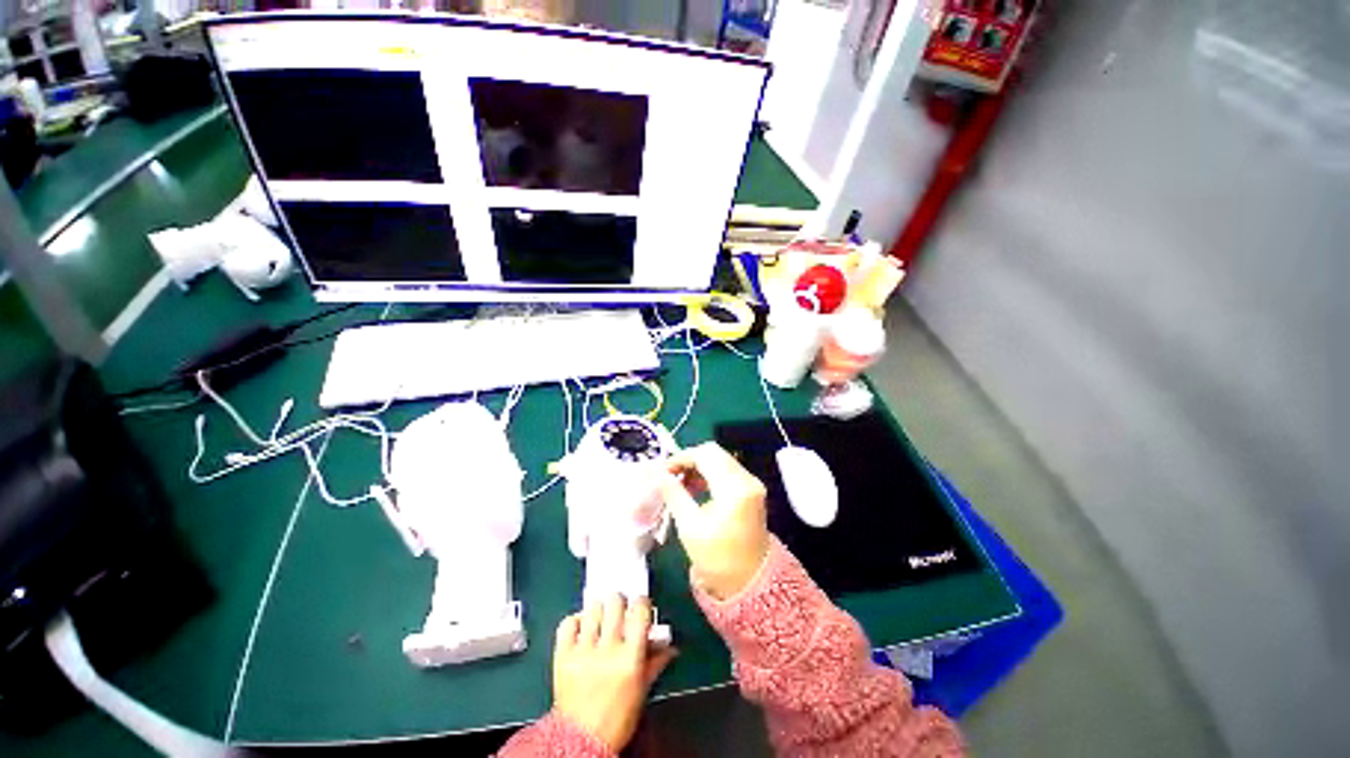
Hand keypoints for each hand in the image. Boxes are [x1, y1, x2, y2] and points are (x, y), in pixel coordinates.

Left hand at [552, 595, 676, 752]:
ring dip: (599, 609)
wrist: (580, 741)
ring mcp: (583, 651)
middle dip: (620, 602)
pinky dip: (576, 620)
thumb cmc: (617, 718)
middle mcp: (607, 649)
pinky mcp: (562, 656)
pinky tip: (582, 626)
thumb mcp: (641, 690)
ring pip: (592, 608)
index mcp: (630, 658)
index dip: (641, 603)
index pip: (639, 611)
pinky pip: (568, 623)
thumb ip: (655, 662)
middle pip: (615, 602)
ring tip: (601, 617)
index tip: (640, 605)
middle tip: (620, 610)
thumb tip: (671, 646)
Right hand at [661, 442, 769, 600]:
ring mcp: (752, 484)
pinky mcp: (751, 490)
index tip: (662, 471)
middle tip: (669, 475)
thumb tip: (657, 473)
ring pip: (720, 459)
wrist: (750, 583)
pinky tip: (694, 487)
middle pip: (714, 453)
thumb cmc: (717, 559)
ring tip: (678, 483)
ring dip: (698, 466)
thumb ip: (673, 494)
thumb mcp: (690, 526)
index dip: (681, 458)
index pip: (705, 455)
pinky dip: (708, 473)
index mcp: (734, 488)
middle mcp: (747, 479)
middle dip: (689, 459)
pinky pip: (726, 470)